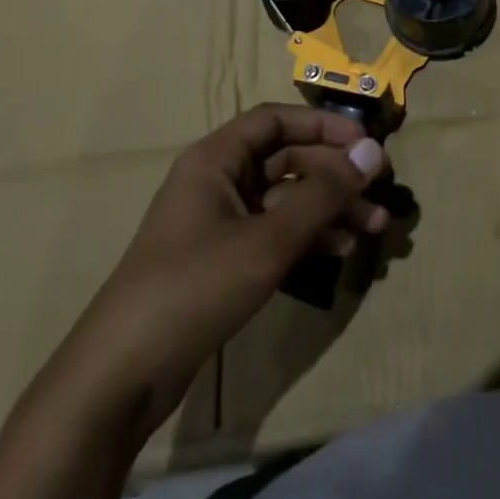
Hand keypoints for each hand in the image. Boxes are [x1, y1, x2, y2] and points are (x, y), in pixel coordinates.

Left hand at [39, 105, 388, 437]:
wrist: (120, 378)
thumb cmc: (194, 288)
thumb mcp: (267, 239)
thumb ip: (323, 194)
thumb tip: (373, 152)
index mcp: (215, 159)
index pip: (276, 120)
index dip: (323, 126)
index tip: (365, 144)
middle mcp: (218, 182)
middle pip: (286, 160)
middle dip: (335, 176)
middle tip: (379, 195)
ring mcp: (219, 223)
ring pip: (286, 199)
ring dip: (329, 209)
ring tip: (373, 228)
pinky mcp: (222, 261)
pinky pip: (275, 233)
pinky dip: (308, 237)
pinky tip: (339, 251)